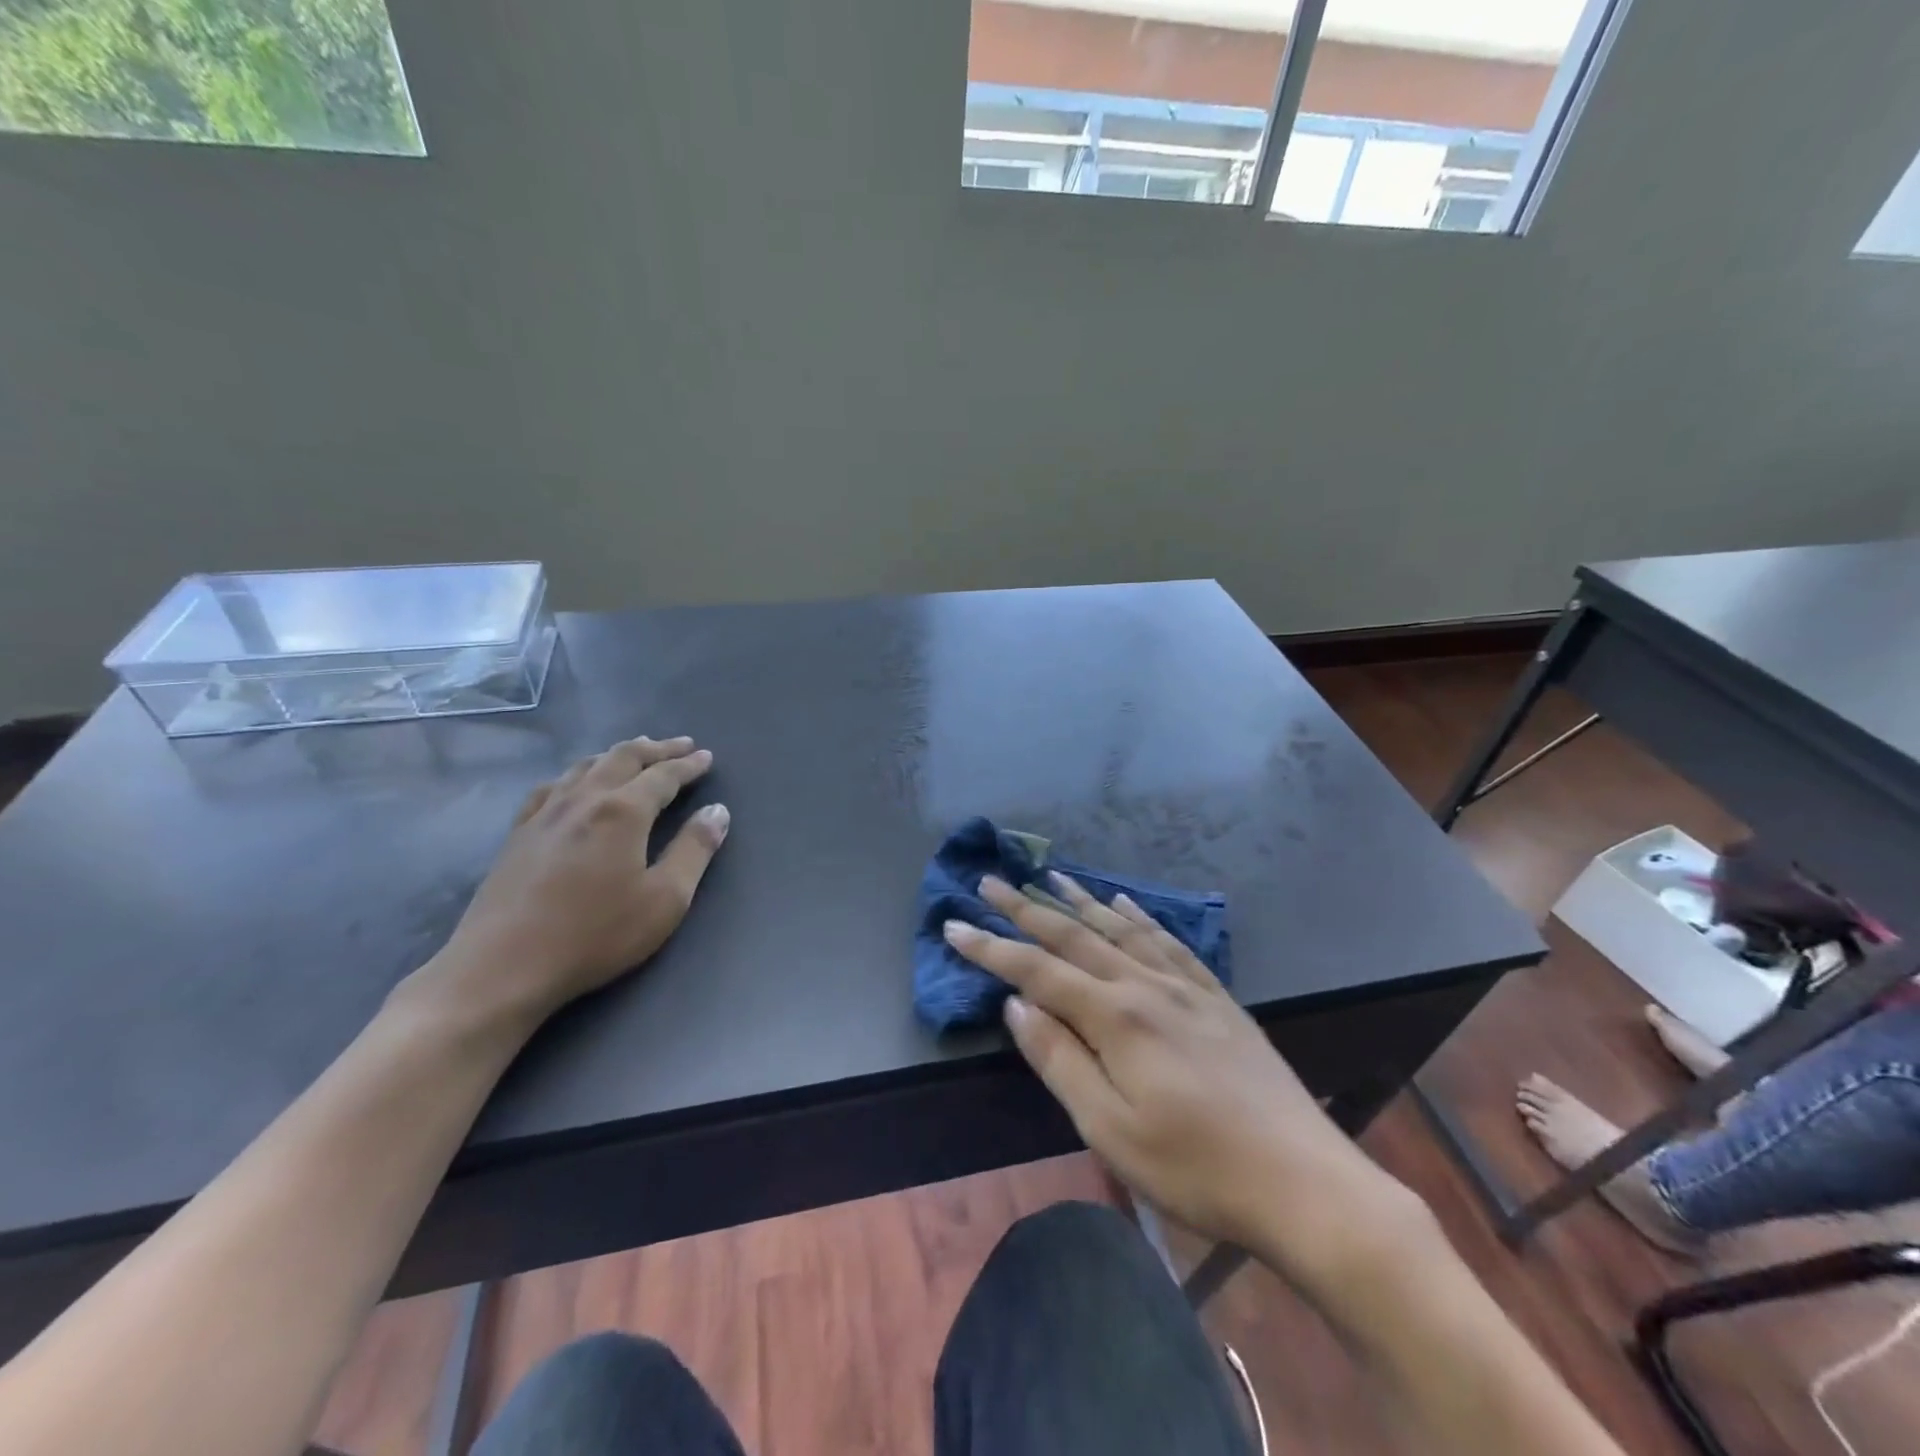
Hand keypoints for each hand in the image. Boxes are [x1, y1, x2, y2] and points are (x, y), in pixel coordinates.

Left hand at [416, 736, 729, 1029]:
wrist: (503, 967)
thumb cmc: (595, 935)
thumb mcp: (665, 899)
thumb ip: (694, 850)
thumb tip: (718, 811)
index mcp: (623, 811)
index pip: (663, 776)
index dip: (688, 765)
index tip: (706, 757)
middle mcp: (584, 799)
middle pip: (623, 758)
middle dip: (656, 749)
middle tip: (681, 745)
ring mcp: (545, 813)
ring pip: (586, 766)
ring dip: (617, 754)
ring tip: (636, 753)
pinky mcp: (518, 833)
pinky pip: (552, 786)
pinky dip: (577, 773)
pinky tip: (574, 783)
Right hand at [945, 874, 1419, 1279]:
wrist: (1304, 1182)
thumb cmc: (1196, 1168)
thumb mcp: (1110, 1129)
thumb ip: (1059, 1060)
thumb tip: (1016, 1006)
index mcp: (1115, 1016)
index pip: (1037, 971)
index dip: (991, 947)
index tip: (953, 923)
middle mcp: (1146, 985)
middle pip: (1074, 937)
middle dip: (1026, 908)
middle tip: (990, 881)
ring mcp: (1186, 987)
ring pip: (1120, 929)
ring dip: (1079, 901)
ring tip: (1050, 876)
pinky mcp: (1217, 997)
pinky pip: (1168, 941)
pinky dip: (1139, 916)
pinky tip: (1125, 902)